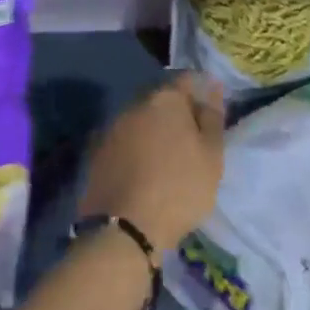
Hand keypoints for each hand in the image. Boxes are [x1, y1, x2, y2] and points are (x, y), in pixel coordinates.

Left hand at [79, 73, 225, 252]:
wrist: (125, 229)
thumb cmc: (180, 188)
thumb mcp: (211, 156)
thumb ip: (212, 118)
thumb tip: (213, 89)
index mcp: (165, 99)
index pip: (187, 80)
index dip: (202, 93)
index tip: (211, 114)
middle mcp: (134, 104)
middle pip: (161, 98)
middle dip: (176, 112)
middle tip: (192, 138)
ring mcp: (111, 128)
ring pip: (140, 119)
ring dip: (154, 130)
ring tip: (168, 157)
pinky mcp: (97, 152)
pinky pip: (125, 141)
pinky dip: (137, 148)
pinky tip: (145, 170)